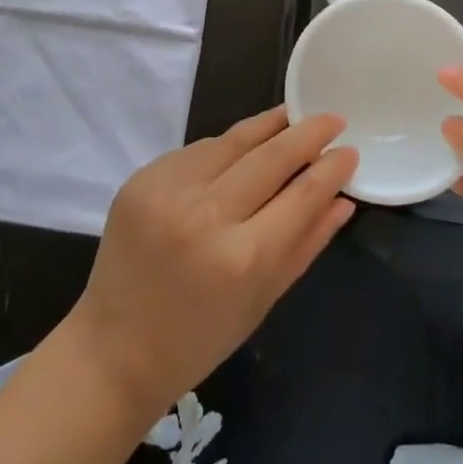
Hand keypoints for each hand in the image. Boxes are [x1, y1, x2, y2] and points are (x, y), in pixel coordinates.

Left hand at [66, 108, 358, 419]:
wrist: (113, 349)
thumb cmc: (198, 338)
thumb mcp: (263, 300)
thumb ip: (306, 244)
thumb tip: (344, 199)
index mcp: (242, 258)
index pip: (302, 194)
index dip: (331, 168)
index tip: (350, 150)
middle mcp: (207, 215)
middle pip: (271, 156)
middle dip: (308, 132)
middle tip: (333, 117)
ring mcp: (169, 190)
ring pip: (233, 141)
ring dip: (268, 126)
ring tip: (293, 114)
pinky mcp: (143, 178)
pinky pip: (198, 150)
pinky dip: (225, 147)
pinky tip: (242, 146)